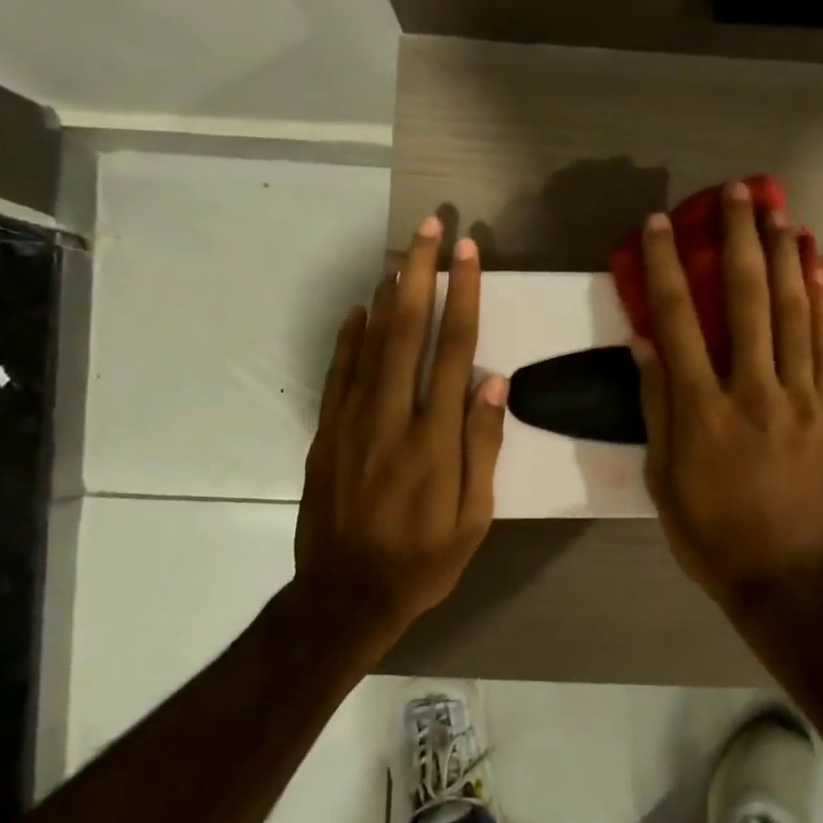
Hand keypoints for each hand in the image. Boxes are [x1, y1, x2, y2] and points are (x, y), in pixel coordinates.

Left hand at [294, 215, 507, 637]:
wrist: (345, 595)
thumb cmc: (423, 560)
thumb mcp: (474, 518)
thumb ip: (483, 446)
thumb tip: (494, 381)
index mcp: (435, 438)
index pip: (454, 350)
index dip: (463, 296)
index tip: (468, 254)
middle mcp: (392, 417)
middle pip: (407, 329)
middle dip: (421, 273)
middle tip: (431, 227)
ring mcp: (352, 422)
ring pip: (371, 342)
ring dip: (388, 293)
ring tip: (401, 253)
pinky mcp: (327, 433)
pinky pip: (339, 373)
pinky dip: (349, 337)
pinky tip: (359, 309)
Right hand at [633, 181, 822, 607]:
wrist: (787, 578)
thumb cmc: (711, 534)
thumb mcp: (664, 480)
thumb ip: (657, 408)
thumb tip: (646, 345)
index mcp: (703, 412)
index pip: (678, 323)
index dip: (665, 268)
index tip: (657, 225)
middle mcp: (753, 392)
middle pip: (746, 302)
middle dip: (738, 241)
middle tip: (736, 192)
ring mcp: (801, 400)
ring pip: (794, 314)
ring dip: (784, 257)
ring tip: (778, 211)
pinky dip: (820, 303)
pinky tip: (815, 269)